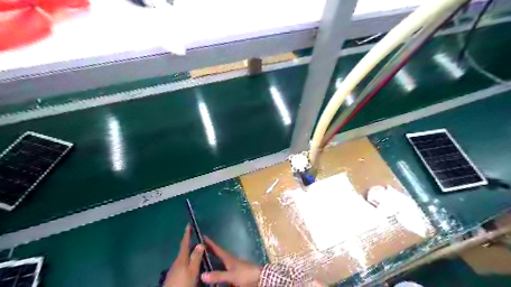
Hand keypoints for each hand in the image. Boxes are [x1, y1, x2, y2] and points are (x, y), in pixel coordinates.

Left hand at [164, 227, 203, 286]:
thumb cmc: (182, 283)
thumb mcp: (192, 271)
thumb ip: (196, 258)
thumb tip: (200, 243)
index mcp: (181, 258)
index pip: (184, 243)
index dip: (187, 234)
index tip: (188, 224)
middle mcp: (176, 262)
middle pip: (184, 251)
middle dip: (190, 244)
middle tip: (197, 239)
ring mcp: (173, 270)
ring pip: (183, 259)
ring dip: (189, 254)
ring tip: (197, 253)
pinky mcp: (173, 277)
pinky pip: (182, 265)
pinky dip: (187, 262)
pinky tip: (191, 266)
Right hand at [201, 236, 260, 285]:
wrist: (260, 278)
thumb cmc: (245, 274)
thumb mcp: (231, 275)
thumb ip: (218, 275)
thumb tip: (202, 275)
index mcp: (228, 258)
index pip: (217, 249)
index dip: (210, 243)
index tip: (203, 236)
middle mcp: (230, 260)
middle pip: (219, 254)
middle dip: (211, 251)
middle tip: (202, 248)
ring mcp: (234, 266)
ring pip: (222, 262)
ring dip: (215, 261)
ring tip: (206, 261)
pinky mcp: (237, 273)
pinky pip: (225, 270)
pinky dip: (220, 270)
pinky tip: (216, 274)